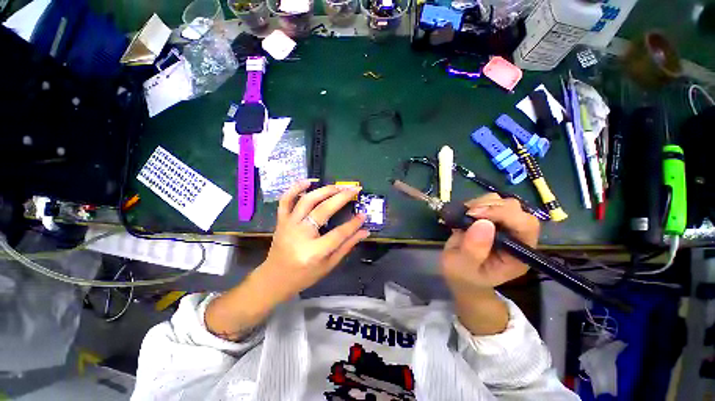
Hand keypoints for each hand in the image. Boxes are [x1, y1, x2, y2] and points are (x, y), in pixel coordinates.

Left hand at [255, 180, 369, 302]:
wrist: (275, 278)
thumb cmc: (304, 275)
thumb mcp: (329, 265)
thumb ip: (347, 246)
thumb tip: (365, 232)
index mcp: (314, 251)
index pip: (339, 233)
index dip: (354, 223)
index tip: (364, 214)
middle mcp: (300, 234)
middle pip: (323, 210)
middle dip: (342, 198)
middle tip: (355, 189)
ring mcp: (288, 225)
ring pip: (307, 200)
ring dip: (324, 190)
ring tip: (339, 186)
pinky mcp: (281, 220)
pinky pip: (286, 200)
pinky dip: (296, 187)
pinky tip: (309, 181)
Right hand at [441, 193, 539, 292]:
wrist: (460, 273)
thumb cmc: (464, 275)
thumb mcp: (464, 267)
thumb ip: (473, 250)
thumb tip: (483, 223)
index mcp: (518, 253)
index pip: (525, 226)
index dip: (504, 215)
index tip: (475, 214)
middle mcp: (517, 236)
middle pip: (517, 209)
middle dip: (491, 207)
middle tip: (468, 214)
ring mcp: (505, 225)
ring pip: (503, 201)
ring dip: (483, 203)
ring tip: (465, 215)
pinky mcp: (492, 218)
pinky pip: (490, 201)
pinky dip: (476, 203)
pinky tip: (466, 213)